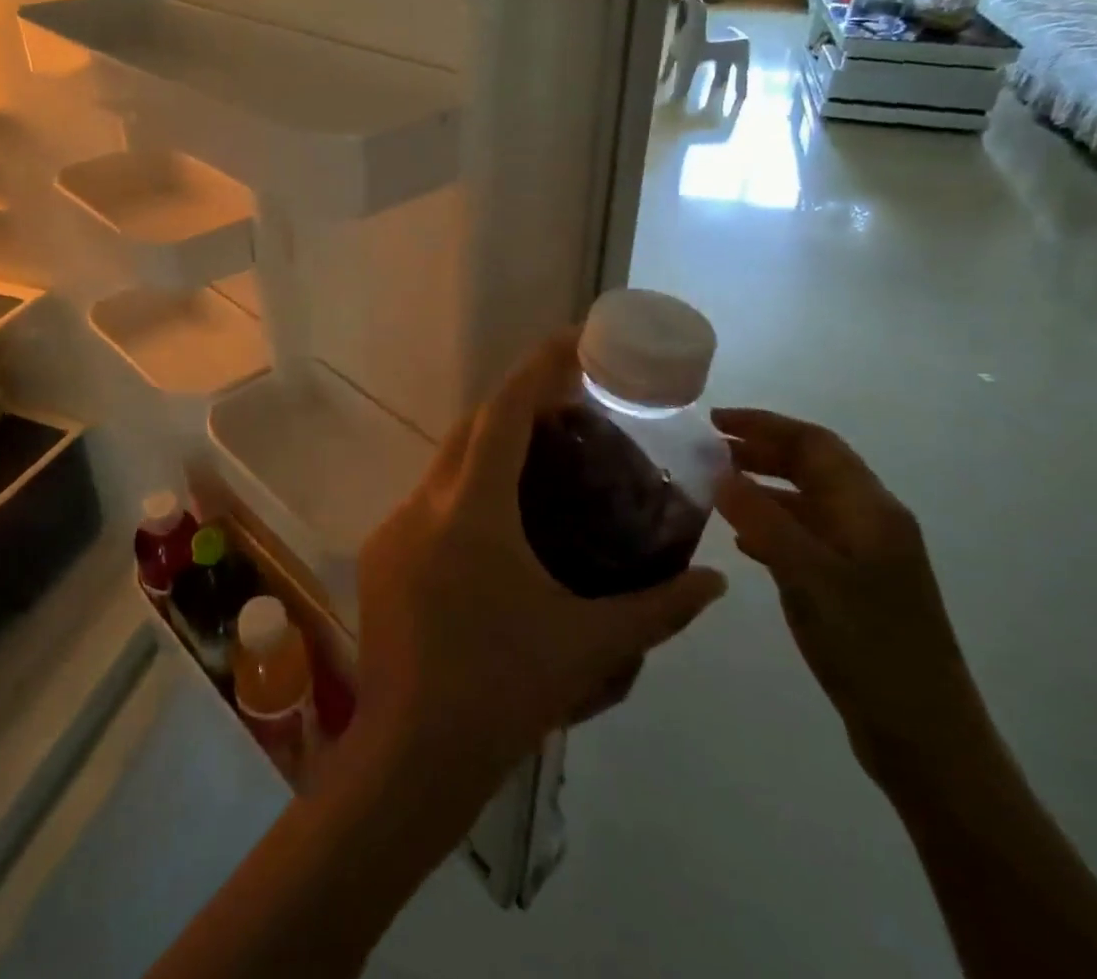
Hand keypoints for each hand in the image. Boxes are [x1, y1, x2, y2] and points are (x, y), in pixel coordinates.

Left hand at [355, 331, 727, 795]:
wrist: (411, 755)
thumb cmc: (503, 690)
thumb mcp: (590, 647)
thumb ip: (659, 610)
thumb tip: (717, 582)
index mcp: (472, 509)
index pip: (505, 412)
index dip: (538, 368)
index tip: (571, 341)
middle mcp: (425, 503)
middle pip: (472, 428)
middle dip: (516, 405)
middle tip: (567, 410)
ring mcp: (393, 527)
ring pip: (446, 464)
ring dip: (488, 450)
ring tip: (537, 463)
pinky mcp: (379, 555)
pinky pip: (427, 502)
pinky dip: (463, 491)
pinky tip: (493, 527)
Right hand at [712, 408, 992, 783]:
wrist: (925, 738)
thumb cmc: (869, 646)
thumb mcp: (808, 575)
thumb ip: (762, 518)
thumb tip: (719, 473)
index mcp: (870, 509)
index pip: (815, 444)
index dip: (765, 425)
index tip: (714, 421)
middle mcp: (871, 523)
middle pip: (813, 467)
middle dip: (761, 451)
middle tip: (707, 451)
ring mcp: (864, 557)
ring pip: (807, 502)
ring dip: (763, 487)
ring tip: (715, 488)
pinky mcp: (853, 587)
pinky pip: (806, 537)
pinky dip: (771, 525)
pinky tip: (742, 540)